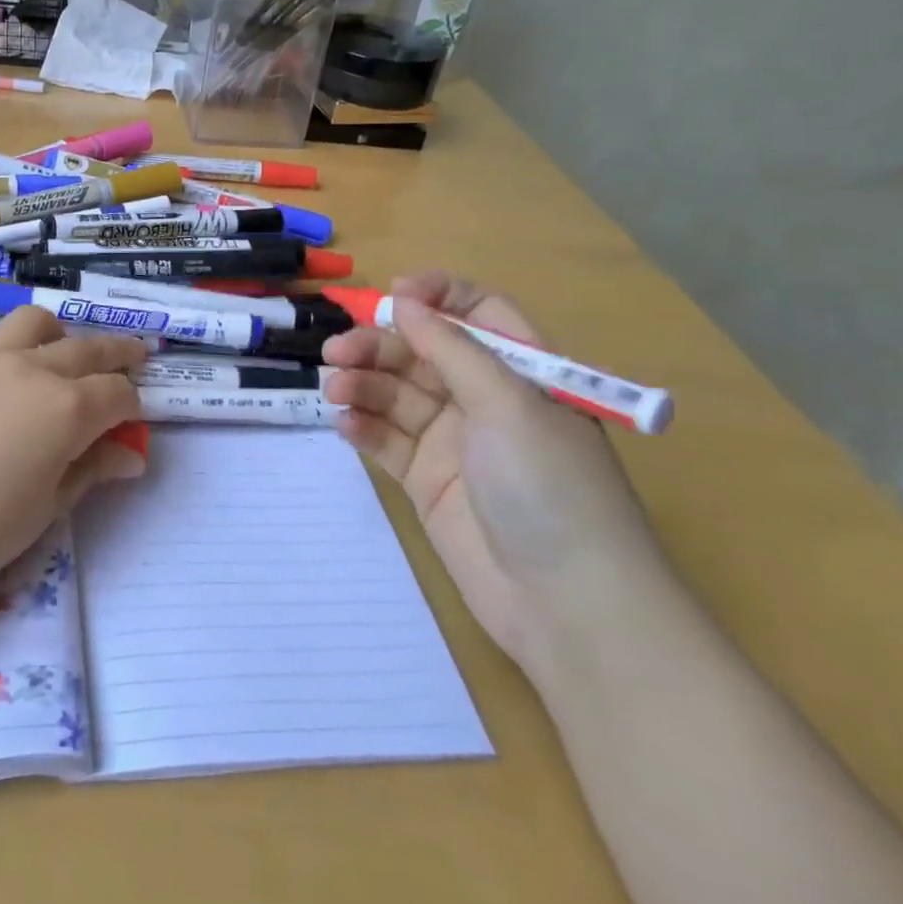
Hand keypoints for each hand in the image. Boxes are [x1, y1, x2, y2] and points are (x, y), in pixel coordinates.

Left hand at [0, 308, 146, 604]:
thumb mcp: (46, 507)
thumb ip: (90, 470)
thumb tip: (130, 456)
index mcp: (68, 408)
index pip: (118, 393)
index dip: (133, 406)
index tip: (133, 420)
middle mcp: (35, 368)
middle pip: (90, 349)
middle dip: (119, 353)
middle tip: (136, 356)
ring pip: (40, 322)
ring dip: (63, 334)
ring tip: (65, 353)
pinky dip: (20, 343)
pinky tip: (11, 373)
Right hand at [321, 272, 672, 670]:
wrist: (568, 607)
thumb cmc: (550, 486)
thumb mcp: (507, 403)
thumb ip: (451, 347)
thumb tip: (404, 300)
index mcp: (521, 373)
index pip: (479, 313)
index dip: (438, 296)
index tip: (392, 296)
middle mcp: (486, 401)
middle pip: (423, 353)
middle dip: (378, 346)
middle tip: (336, 353)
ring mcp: (454, 443)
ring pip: (397, 394)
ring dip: (363, 385)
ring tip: (335, 391)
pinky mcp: (427, 481)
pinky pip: (387, 441)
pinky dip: (364, 427)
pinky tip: (345, 425)